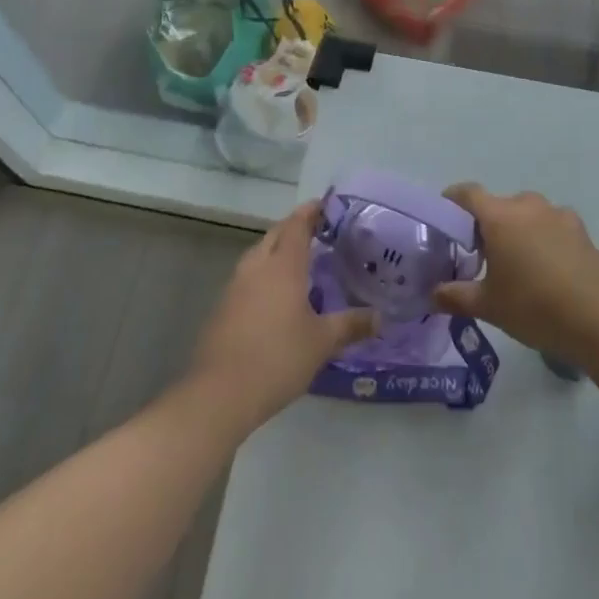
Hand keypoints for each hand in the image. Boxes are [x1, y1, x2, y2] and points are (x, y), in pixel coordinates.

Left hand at [187, 202, 376, 432]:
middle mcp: (257, 266)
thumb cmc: (277, 358)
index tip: (325, 205)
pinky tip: (275, 296)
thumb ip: (351, 325)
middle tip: (317, 233)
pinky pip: (248, 277)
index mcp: (283, 265)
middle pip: (276, 234)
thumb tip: (380, 317)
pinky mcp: (222, 307)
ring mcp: (235, 286)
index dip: (311, 212)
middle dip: (294, 228)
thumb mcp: (322, 343)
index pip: (297, 224)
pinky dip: (264, 275)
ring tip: (298, 263)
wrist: (219, 393)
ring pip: (259, 255)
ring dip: (277, 251)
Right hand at [432, 184, 598, 372]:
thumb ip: (455, 296)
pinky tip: (547, 268)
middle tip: (481, 257)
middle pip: (497, 206)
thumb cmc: (534, 308)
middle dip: (486, 225)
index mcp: (499, 216)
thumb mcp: (488, 306)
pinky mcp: (579, 227)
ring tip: (517, 264)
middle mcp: (527, 204)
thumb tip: (433, 293)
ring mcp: (556, 213)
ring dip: (516, 231)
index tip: (446, 222)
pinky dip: (541, 237)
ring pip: (525, 214)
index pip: (467, 193)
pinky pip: (549, 224)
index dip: (452, 202)